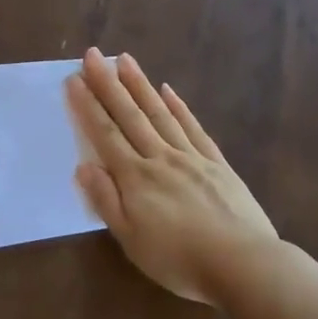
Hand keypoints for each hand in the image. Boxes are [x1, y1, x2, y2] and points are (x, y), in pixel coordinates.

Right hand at [67, 49, 275, 304]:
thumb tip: (84, 166)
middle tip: (93, 54)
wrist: (243, 264)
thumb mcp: (131, 240)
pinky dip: (179, 107)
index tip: (74, 78)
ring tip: (125, 60)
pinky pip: (193, 127)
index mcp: (136, 178)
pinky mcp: (216, 163)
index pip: (105, 134)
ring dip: (140, 85)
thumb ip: (106, 201)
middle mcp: (161, 157)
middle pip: (130, 114)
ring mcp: (191, 156)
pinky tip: (169, 91)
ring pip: (160, 113)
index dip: (88, 106)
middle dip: (108, 83)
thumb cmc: (179, 259)